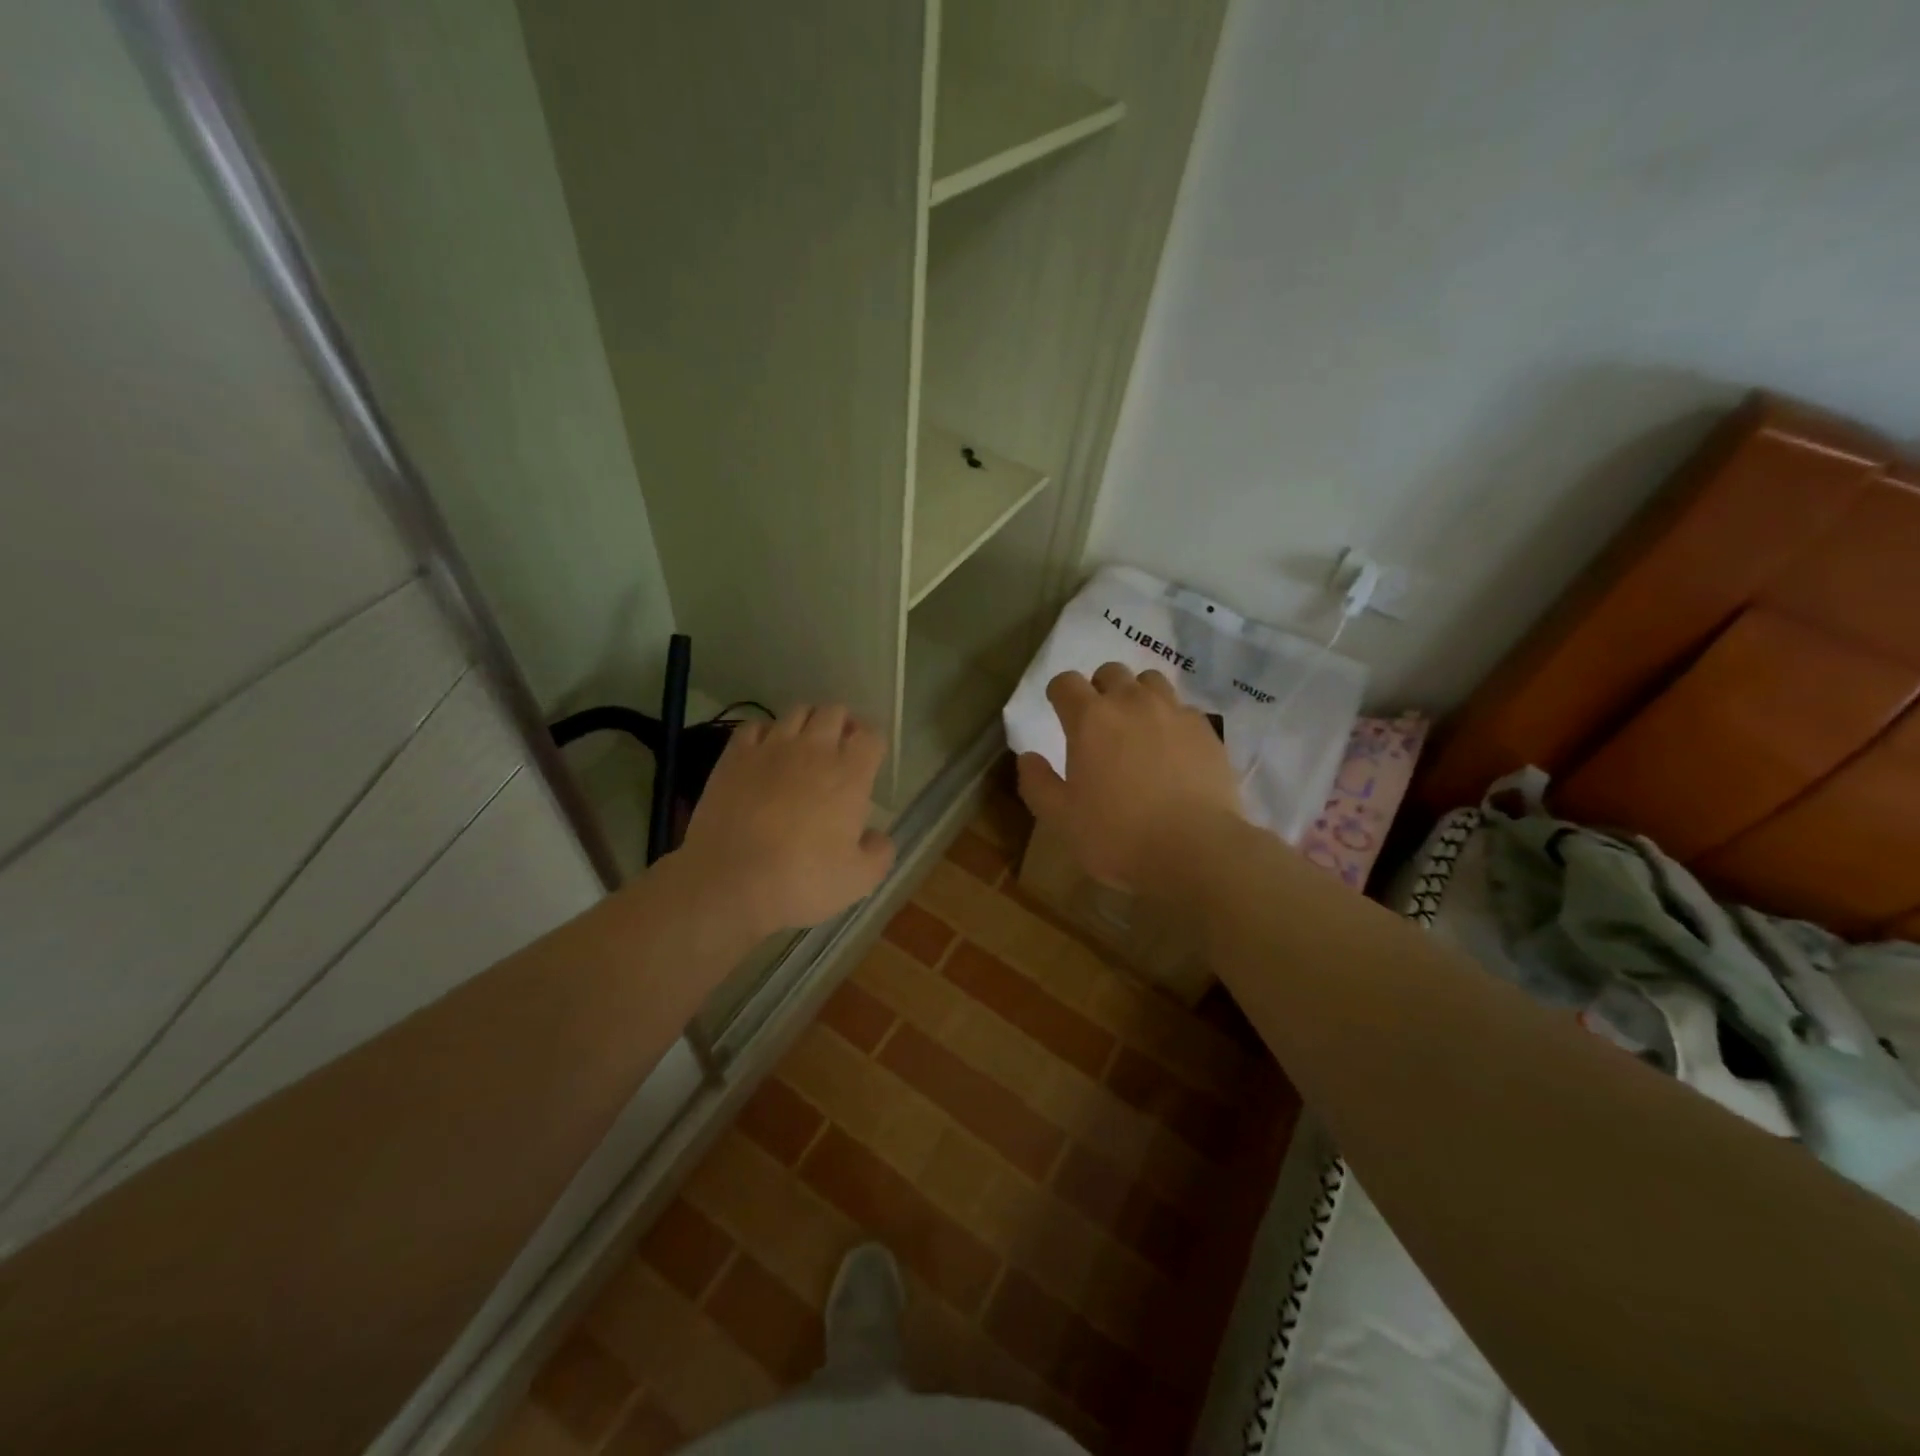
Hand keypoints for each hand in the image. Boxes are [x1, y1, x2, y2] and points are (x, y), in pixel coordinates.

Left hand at [677, 706, 894, 935]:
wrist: (731, 881)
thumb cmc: (802, 881)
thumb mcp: (860, 880)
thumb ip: (879, 853)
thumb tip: (876, 836)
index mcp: (850, 775)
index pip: (871, 736)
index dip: (872, 744)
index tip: (868, 761)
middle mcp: (814, 750)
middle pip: (835, 712)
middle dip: (842, 724)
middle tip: (839, 750)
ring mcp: (771, 748)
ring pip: (797, 711)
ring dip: (807, 723)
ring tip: (804, 747)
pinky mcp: (735, 756)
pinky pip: (755, 726)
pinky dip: (765, 733)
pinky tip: (765, 753)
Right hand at [1017, 663, 1244, 891]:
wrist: (1195, 849)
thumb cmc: (1117, 835)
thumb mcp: (1061, 817)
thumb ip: (1037, 782)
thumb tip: (1027, 757)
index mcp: (1090, 719)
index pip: (1066, 683)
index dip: (1059, 693)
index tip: (1058, 709)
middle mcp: (1131, 703)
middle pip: (1111, 672)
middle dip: (1099, 688)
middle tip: (1098, 720)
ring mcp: (1173, 712)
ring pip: (1150, 681)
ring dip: (1137, 694)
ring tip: (1137, 725)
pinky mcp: (1205, 729)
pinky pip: (1182, 707)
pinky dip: (1170, 717)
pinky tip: (1171, 746)